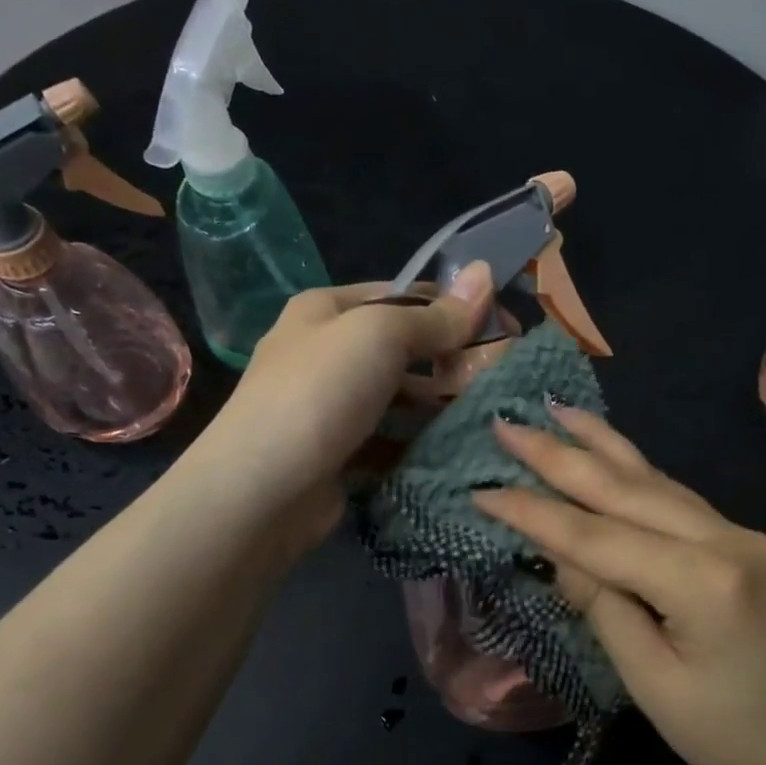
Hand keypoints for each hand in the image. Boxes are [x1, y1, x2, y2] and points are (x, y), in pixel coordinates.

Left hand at [198, 264, 494, 554]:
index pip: (403, 296)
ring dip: (440, 404)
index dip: (454, 308)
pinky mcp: (340, 454)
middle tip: (502, 377)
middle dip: (452, 360)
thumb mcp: (380, 336)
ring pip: (400, 397)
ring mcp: (331, 407)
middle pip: (403, 348)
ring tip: (488, 414)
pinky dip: (419, 443)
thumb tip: (486, 273)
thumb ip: (435, 315)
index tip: (505, 328)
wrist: (260, 491)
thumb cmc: (320, 393)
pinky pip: (391, 440)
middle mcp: (325, 352)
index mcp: (325, 310)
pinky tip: (455, 449)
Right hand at [473, 407, 765, 764]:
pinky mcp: (749, 544)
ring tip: (558, 412)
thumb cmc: (738, 740)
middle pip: (628, 489)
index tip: (481, 489)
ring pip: (658, 482)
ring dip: (603, 447)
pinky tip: (613, 455)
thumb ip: (605, 609)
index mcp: (705, 583)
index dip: (535, 513)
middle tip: (508, 423)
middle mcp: (729, 540)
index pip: (598, 536)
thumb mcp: (654, 686)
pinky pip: (680, 500)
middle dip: (561, 456)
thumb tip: (561, 555)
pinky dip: (637, 474)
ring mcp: (745, 536)